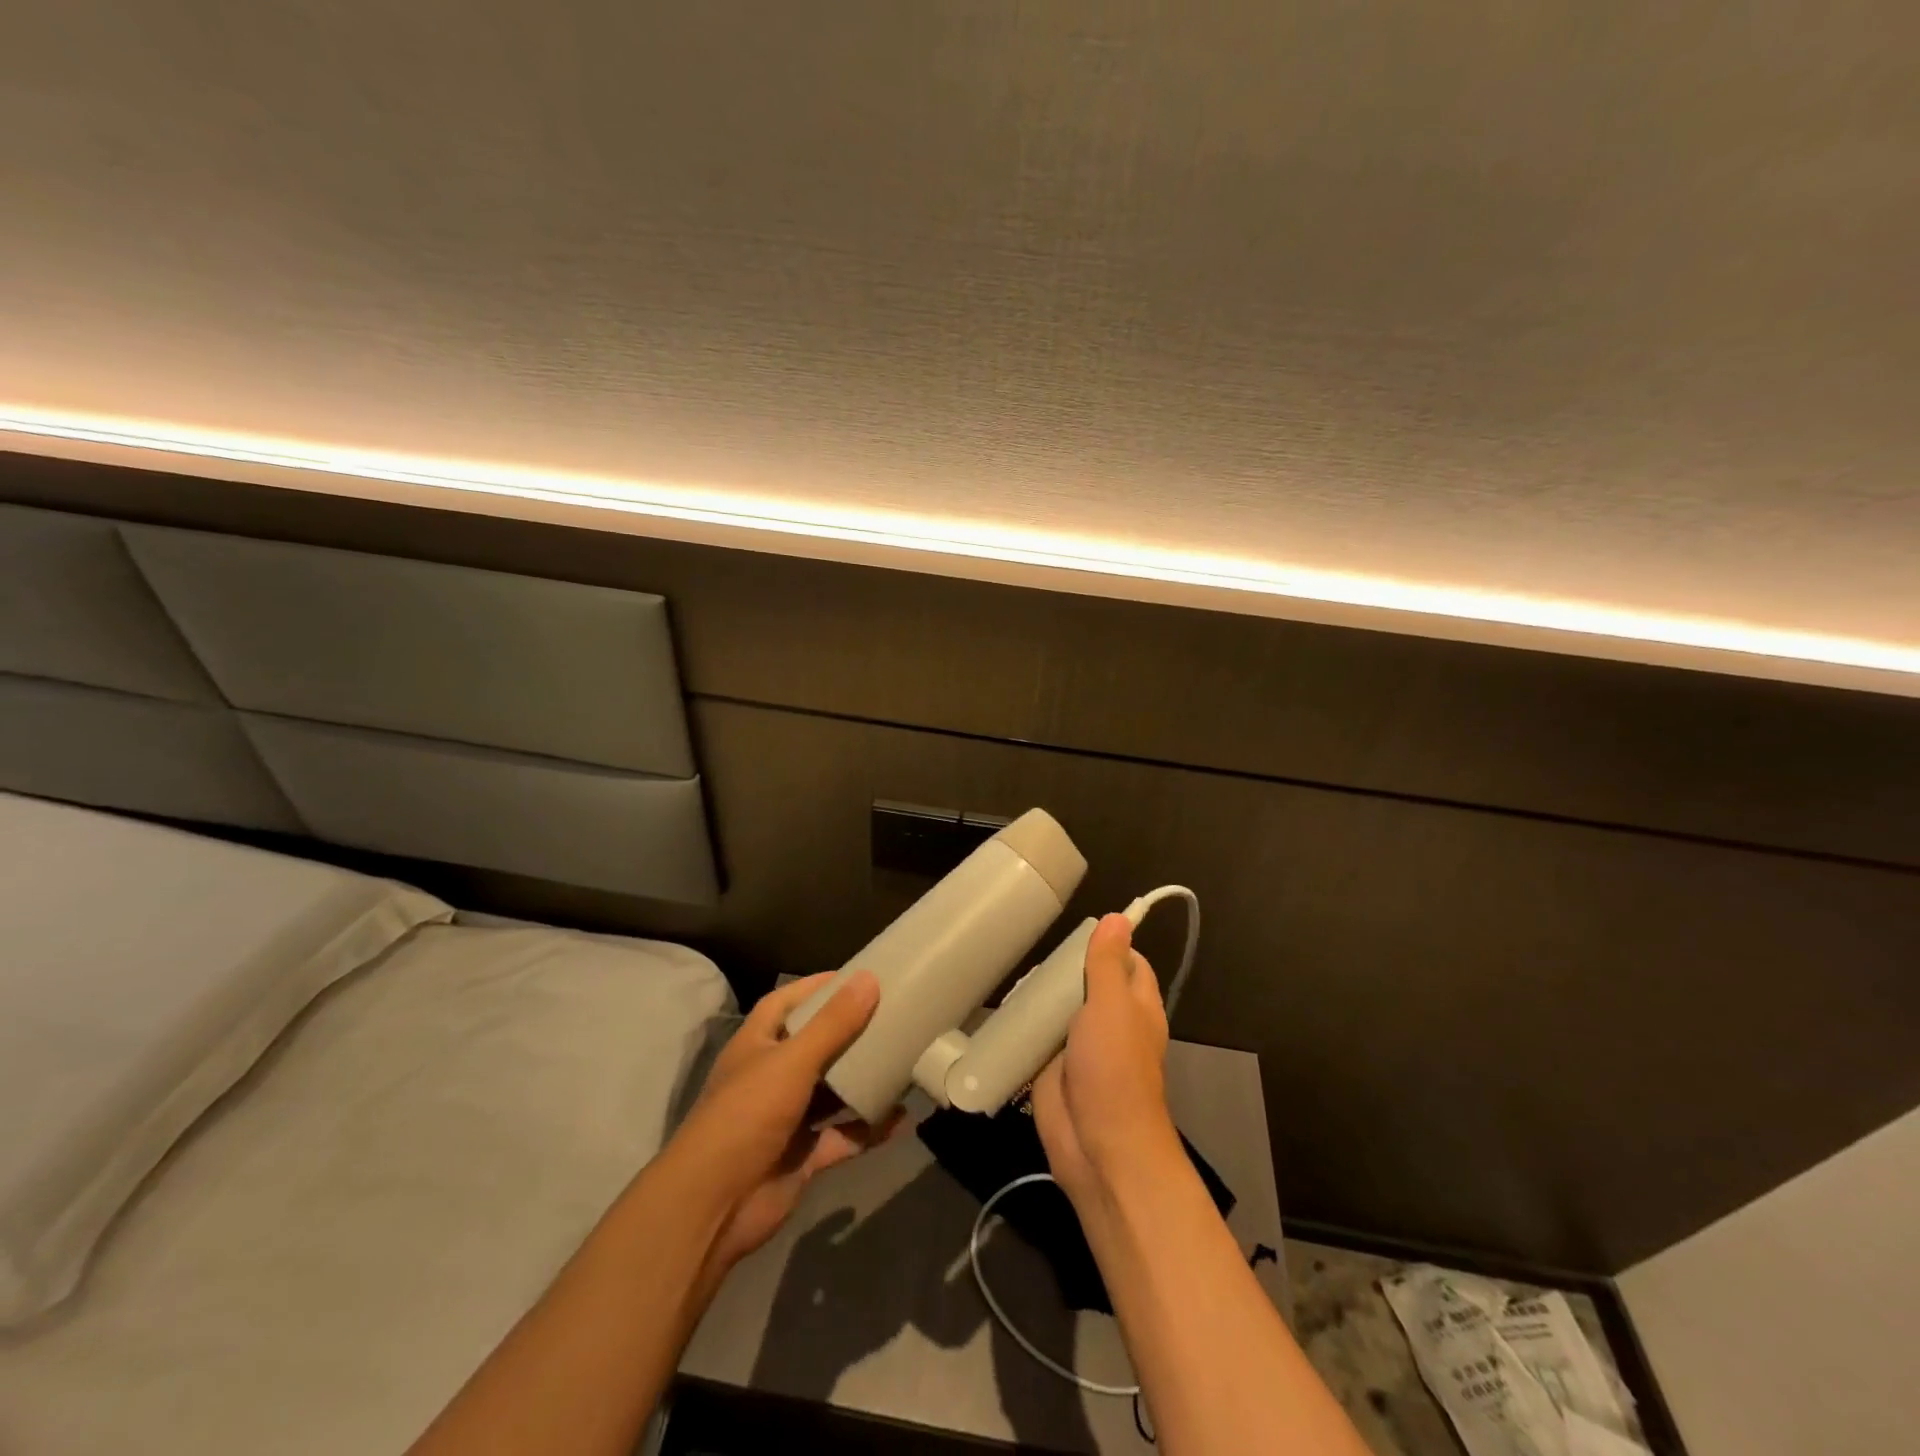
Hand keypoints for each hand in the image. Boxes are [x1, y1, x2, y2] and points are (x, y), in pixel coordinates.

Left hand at [667, 971, 900, 1270]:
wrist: (714, 1208)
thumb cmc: (746, 1116)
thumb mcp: (792, 1061)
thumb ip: (833, 1024)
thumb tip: (869, 978)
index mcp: (758, 1044)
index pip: (787, 1002)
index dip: (818, 987)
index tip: (858, 977)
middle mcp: (771, 1075)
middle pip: (815, 1044)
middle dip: (850, 1032)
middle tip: (892, 1015)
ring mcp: (788, 1117)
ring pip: (833, 1090)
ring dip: (863, 1078)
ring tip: (903, 1058)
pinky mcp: (803, 1154)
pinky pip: (844, 1134)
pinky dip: (869, 1127)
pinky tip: (901, 1117)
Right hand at [1031, 915, 1178, 1207]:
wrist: (1097, 1147)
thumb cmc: (1113, 1069)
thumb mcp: (1112, 1006)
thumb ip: (1109, 963)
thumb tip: (1118, 918)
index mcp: (1136, 1006)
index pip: (1128, 962)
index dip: (1108, 945)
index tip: (1077, 931)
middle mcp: (1111, 1022)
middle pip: (1087, 982)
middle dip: (1063, 969)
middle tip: (1034, 955)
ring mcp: (1080, 1047)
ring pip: (1060, 1009)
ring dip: (1040, 997)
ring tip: (1014, 977)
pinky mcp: (1052, 1068)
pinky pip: (1037, 1037)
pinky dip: (1024, 1026)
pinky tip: (1003, 1010)